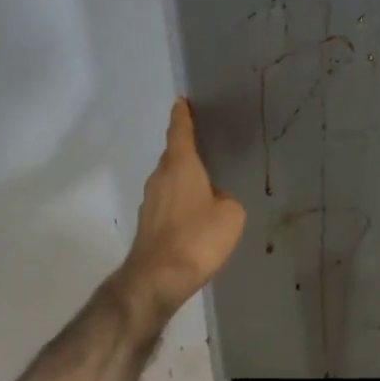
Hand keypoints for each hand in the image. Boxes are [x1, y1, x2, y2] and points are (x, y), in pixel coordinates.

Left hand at [117, 98, 245, 320]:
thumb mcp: (231, 215)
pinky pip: (167, 203)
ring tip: (205, 185)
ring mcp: (150, 202)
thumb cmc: (197, 238)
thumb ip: (227, 199)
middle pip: (173, 157)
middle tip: (204, 146)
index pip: (180, 133)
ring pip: (168, 181)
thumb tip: (216, 200)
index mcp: (181, 166)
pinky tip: (194, 217)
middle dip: (185, 151)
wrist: (158, 278)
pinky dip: (179, 202)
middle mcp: (160, 178)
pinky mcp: (148, 224)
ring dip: (183, 180)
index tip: (181, 102)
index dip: (182, 117)